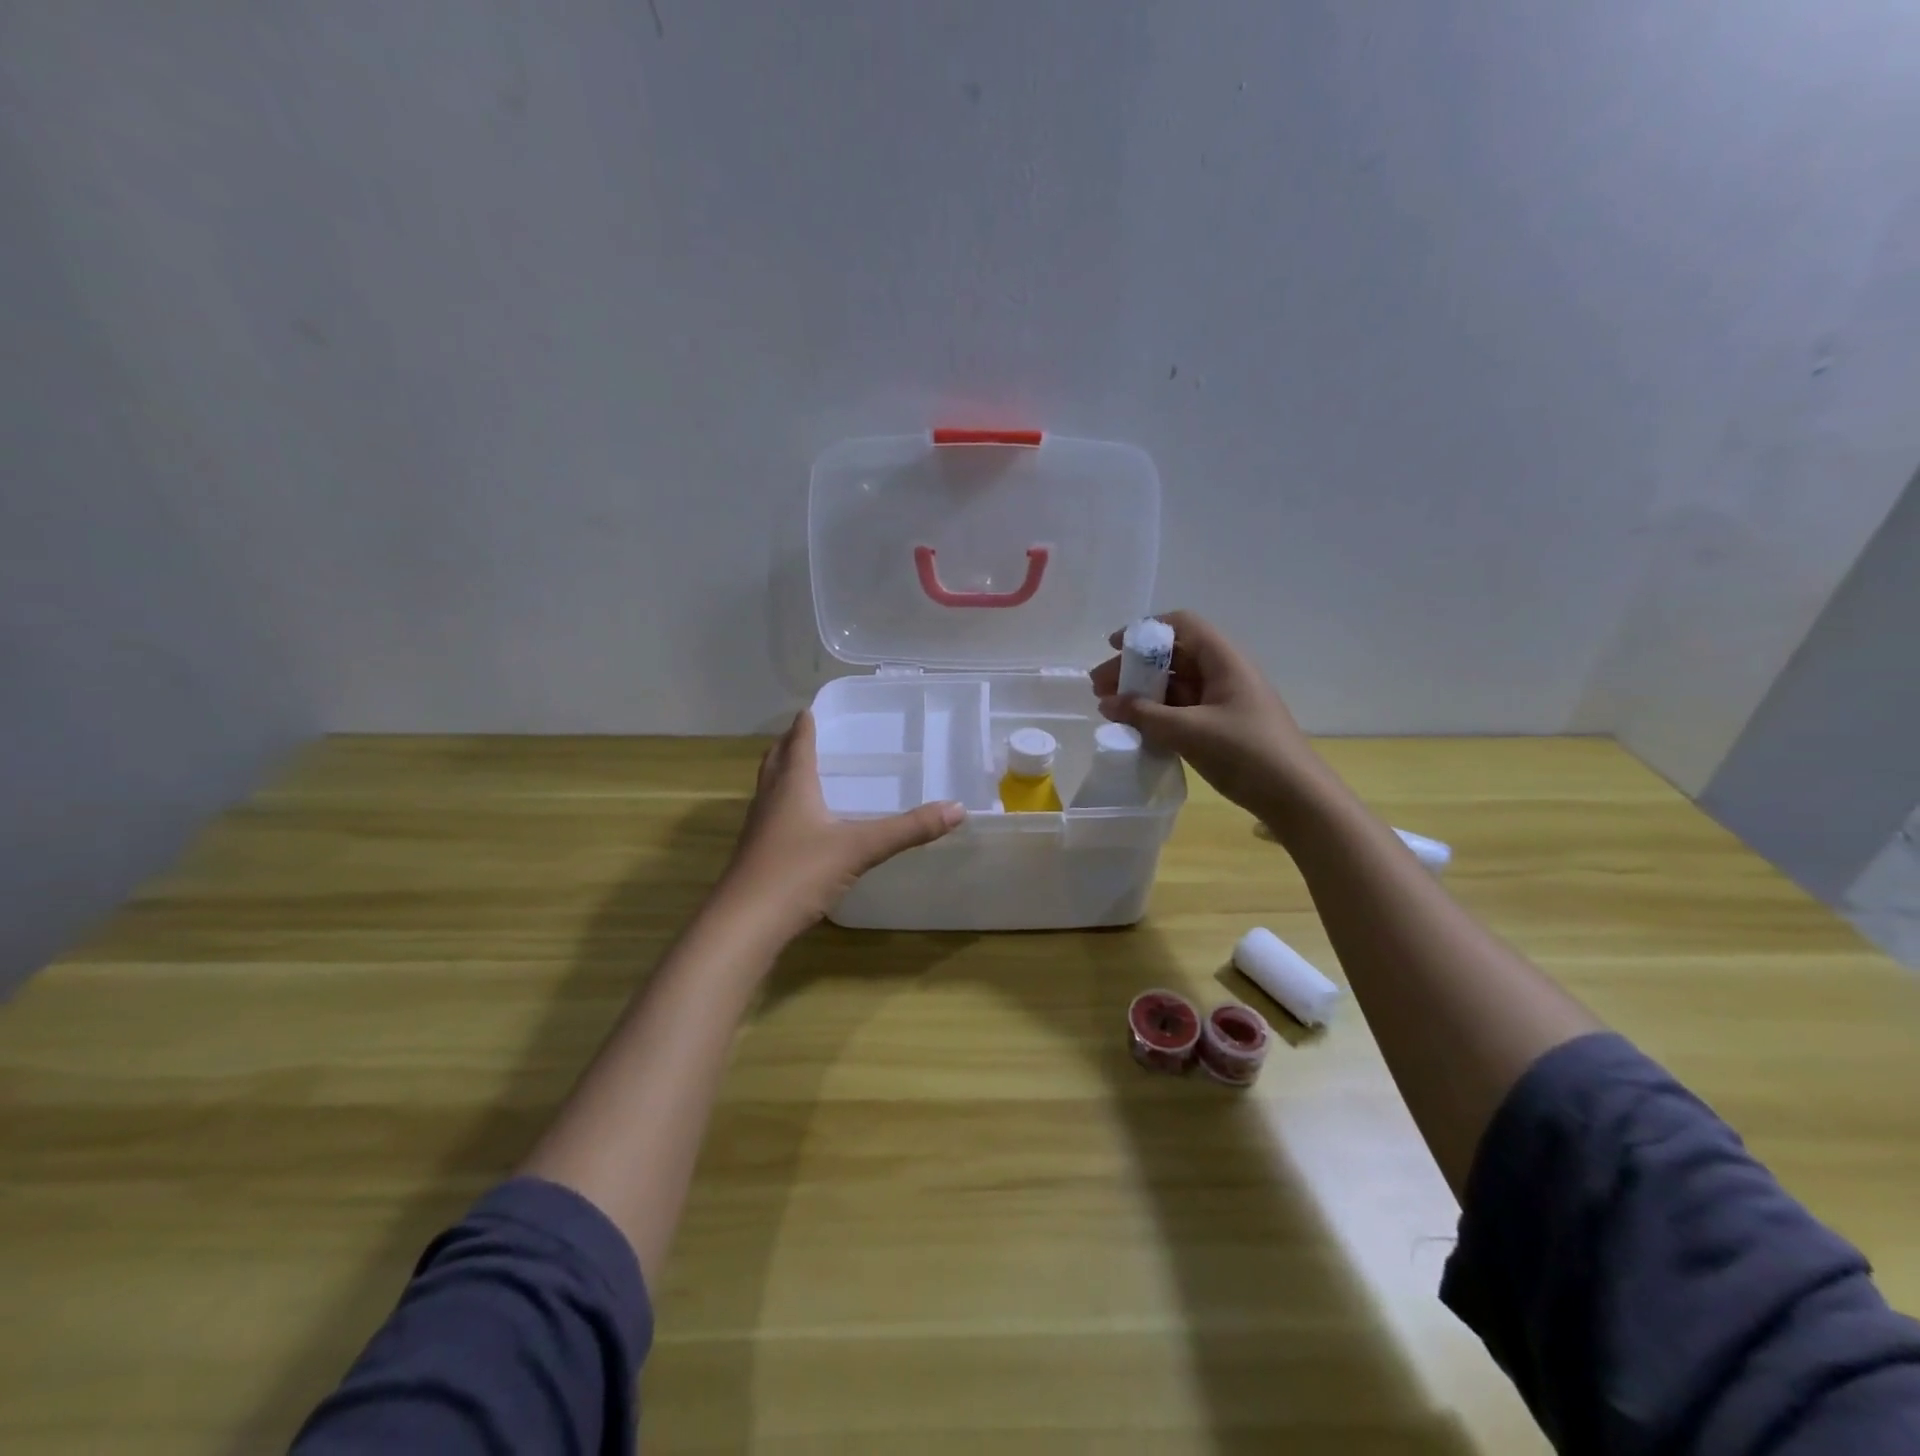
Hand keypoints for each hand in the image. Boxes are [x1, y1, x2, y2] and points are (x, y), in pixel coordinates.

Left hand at [716, 711, 964, 941]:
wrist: (746, 923)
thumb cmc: (800, 872)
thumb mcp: (860, 848)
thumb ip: (908, 829)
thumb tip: (957, 809)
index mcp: (793, 786)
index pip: (798, 744)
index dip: (805, 726)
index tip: (809, 710)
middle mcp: (771, 800)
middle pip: (775, 761)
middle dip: (788, 745)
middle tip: (802, 735)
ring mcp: (758, 829)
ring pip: (768, 789)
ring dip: (781, 774)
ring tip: (799, 772)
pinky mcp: (755, 855)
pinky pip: (769, 817)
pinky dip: (782, 806)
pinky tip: (798, 825)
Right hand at [1090, 611, 1321, 820]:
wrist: (1296, 797)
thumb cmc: (1246, 753)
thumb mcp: (1189, 732)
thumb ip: (1144, 715)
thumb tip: (1107, 703)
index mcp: (1224, 661)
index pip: (1182, 625)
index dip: (1145, 631)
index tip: (1113, 647)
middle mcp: (1224, 673)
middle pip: (1173, 656)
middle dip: (1134, 668)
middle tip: (1099, 688)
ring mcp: (1224, 701)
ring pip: (1176, 685)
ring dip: (1143, 693)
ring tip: (1110, 710)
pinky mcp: (1222, 726)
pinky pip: (1183, 710)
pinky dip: (1158, 714)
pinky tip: (1136, 728)